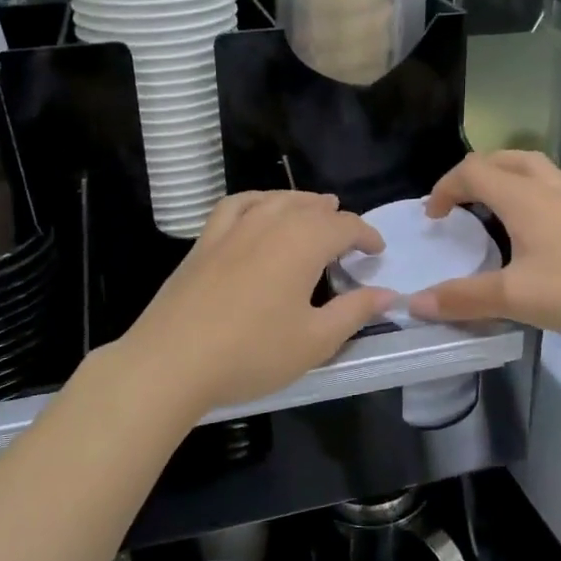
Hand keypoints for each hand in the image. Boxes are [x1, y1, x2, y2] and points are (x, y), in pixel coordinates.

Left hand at [109, 192, 394, 418]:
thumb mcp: (315, 341)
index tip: (377, 252)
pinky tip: (260, 208)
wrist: (172, 361)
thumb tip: (388, 293)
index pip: (345, 226)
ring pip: (276, 200)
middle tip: (349, 236)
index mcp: (303, 243)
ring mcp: (233, 228)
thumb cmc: (252, 353)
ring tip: (315, 209)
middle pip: (311, 208)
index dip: (366, 235)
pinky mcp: (205, 240)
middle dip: (336, 218)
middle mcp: (270, 223)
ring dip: (302, 202)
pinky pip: (237, 205)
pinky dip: (258, 200)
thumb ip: (355, 312)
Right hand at [409, 151, 560, 350]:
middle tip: (459, 202)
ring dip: (516, 170)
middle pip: (507, 160)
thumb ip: (462, 299)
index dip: (445, 188)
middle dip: (475, 173)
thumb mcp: (513, 299)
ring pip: (545, 165)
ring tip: (503, 193)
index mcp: (524, 200)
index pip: (473, 172)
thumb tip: (415, 303)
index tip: (433, 219)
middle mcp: (552, 192)